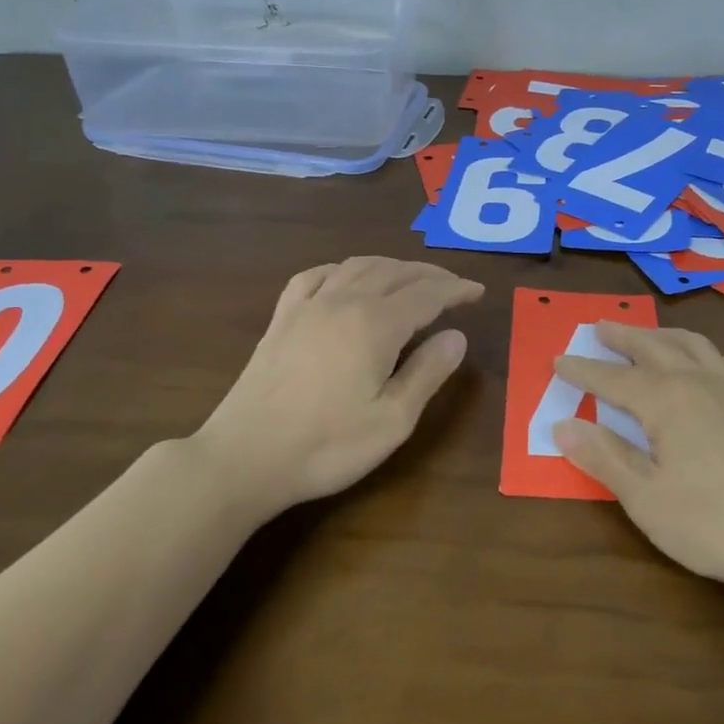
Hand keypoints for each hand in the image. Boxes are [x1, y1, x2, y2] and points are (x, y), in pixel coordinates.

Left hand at [195, 257, 483, 517]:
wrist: (245, 457)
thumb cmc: (327, 446)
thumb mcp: (392, 420)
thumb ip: (427, 373)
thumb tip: (457, 336)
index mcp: (376, 324)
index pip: (427, 294)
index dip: (456, 290)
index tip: (478, 291)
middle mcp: (344, 301)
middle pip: (395, 272)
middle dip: (429, 274)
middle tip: (453, 286)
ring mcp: (308, 306)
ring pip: (358, 266)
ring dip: (392, 266)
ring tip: (411, 278)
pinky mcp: (282, 318)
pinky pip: (316, 275)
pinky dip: (343, 269)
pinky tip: (346, 278)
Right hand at [552, 323, 723, 588]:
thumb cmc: (712, 523)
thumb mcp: (645, 498)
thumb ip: (603, 457)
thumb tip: (562, 424)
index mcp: (665, 401)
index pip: (613, 379)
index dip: (583, 371)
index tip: (558, 361)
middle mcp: (698, 382)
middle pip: (654, 348)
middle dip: (623, 337)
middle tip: (599, 327)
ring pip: (694, 346)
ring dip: (664, 335)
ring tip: (649, 334)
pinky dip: (713, 356)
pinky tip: (712, 365)